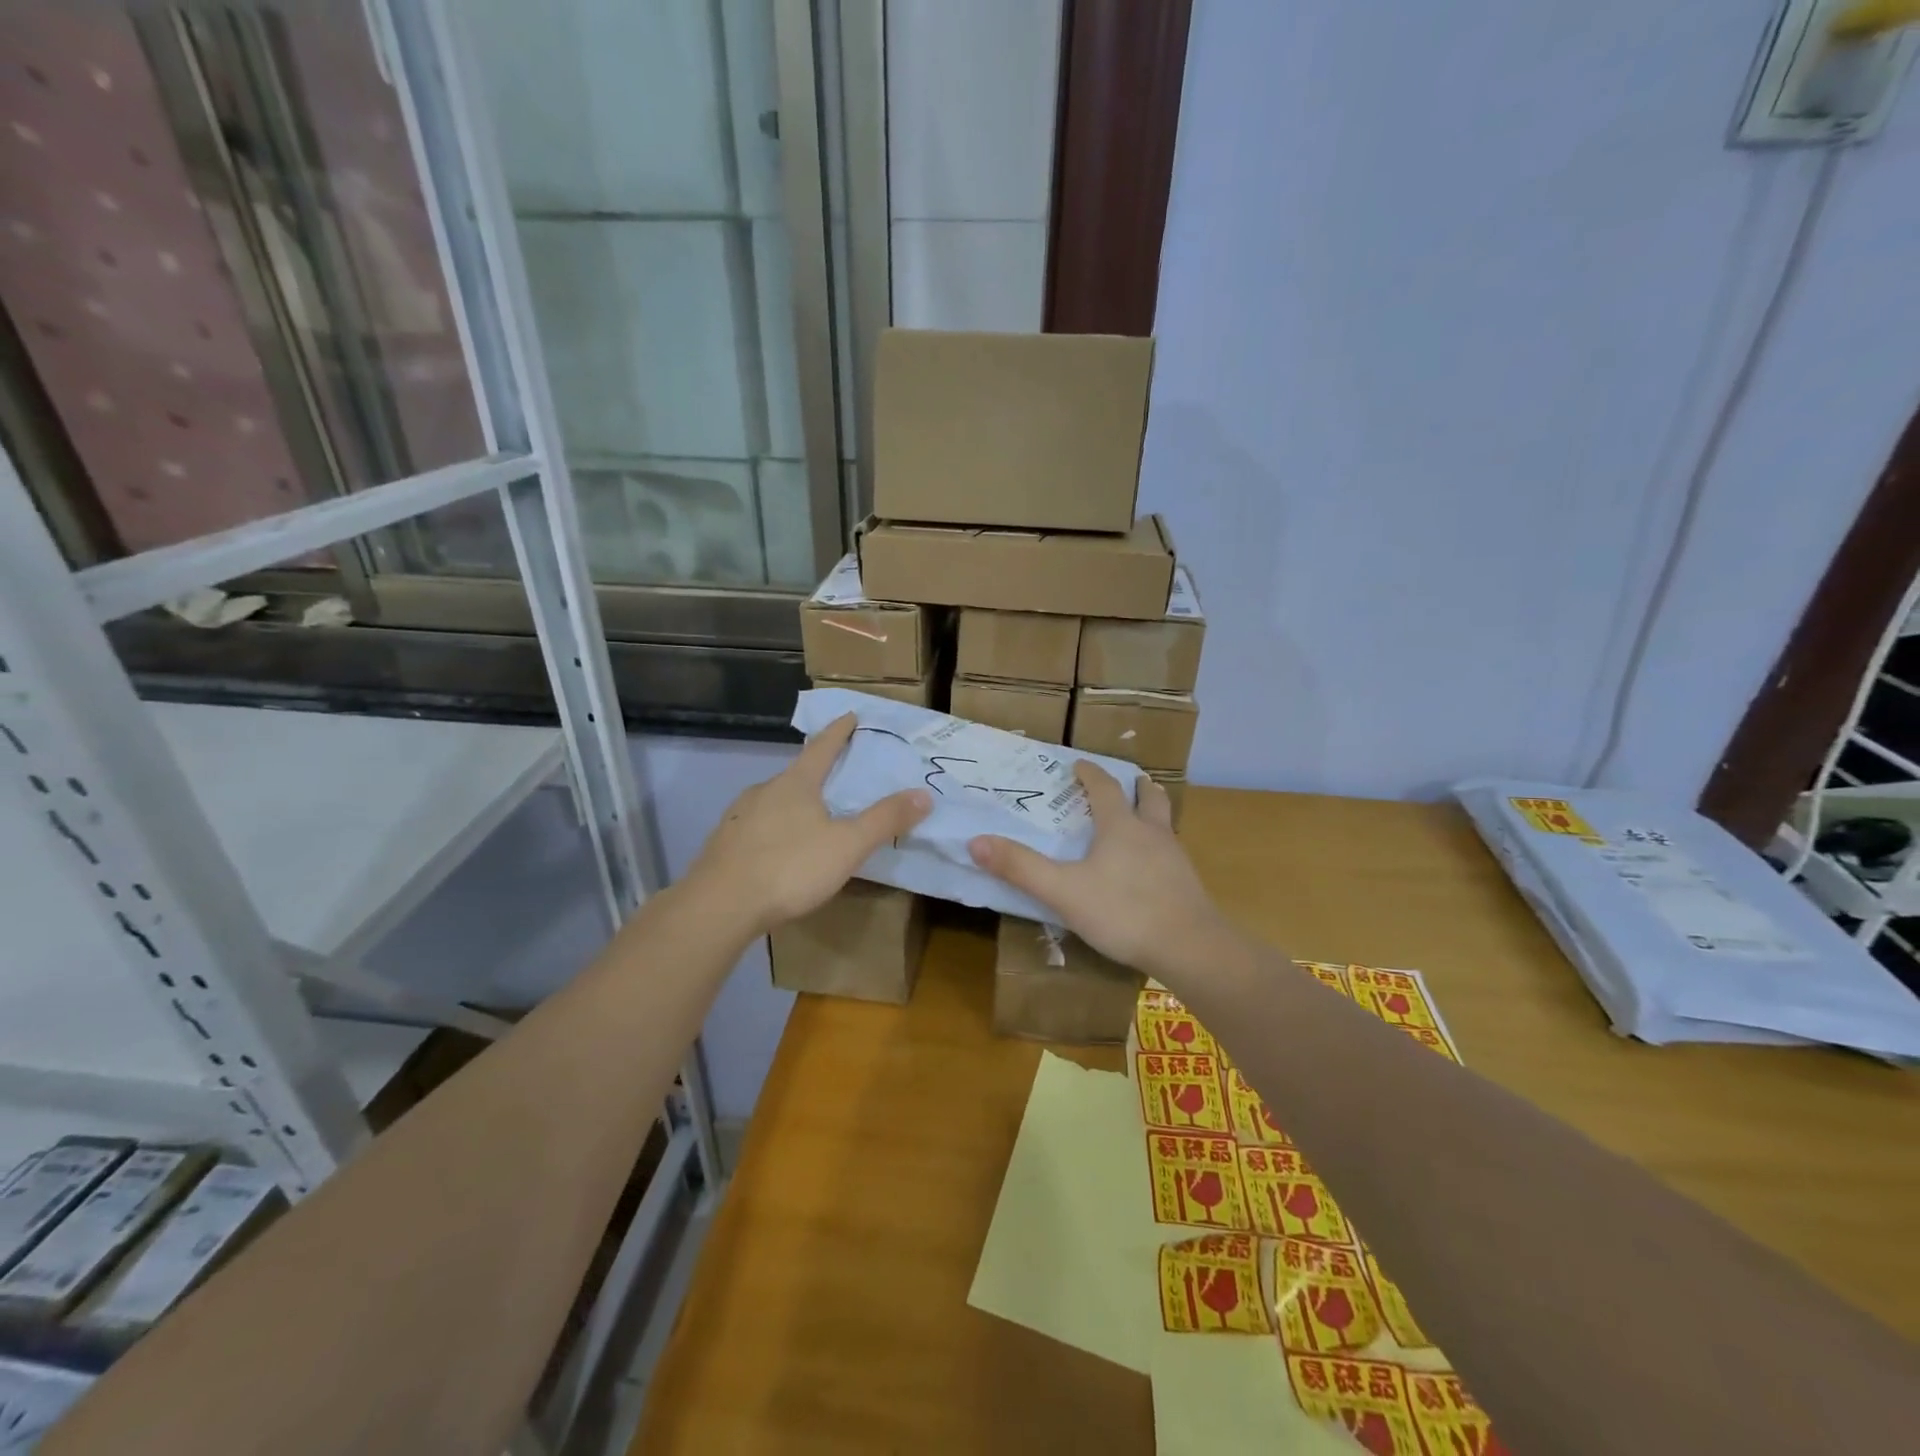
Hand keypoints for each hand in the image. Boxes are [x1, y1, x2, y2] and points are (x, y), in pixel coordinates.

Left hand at [686, 714, 930, 937]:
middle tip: (837, 777)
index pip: (822, 747)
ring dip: (793, 804)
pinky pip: (756, 828)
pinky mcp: (724, 844)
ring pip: (773, 802)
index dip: (839, 731)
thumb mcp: (847, 845)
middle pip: (796, 774)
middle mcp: (764, 791)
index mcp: (796, 784)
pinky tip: (779, 850)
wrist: (719, 906)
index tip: (850, 715)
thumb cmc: (789, 867)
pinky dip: (773, 830)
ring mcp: (739, 817)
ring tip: (810, 818)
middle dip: (817, 773)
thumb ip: (885, 820)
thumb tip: (923, 794)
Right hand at [968, 762, 1224, 975]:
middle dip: (1136, 786)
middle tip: (1128, 781)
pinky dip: (1159, 847)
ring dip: (1152, 813)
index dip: (1090, 774)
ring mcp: (1175, 858)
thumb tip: (975, 841)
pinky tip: (1151, 868)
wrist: (1190, 948)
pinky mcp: (1187, 885)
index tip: (1079, 765)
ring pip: (1165, 824)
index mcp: (1121, 827)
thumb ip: (1021, 868)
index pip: (1105, 788)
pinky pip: (1172, 853)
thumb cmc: (1123, 911)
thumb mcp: (1063, 891)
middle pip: (1149, 797)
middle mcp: (1152, 833)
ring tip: (1141, 818)